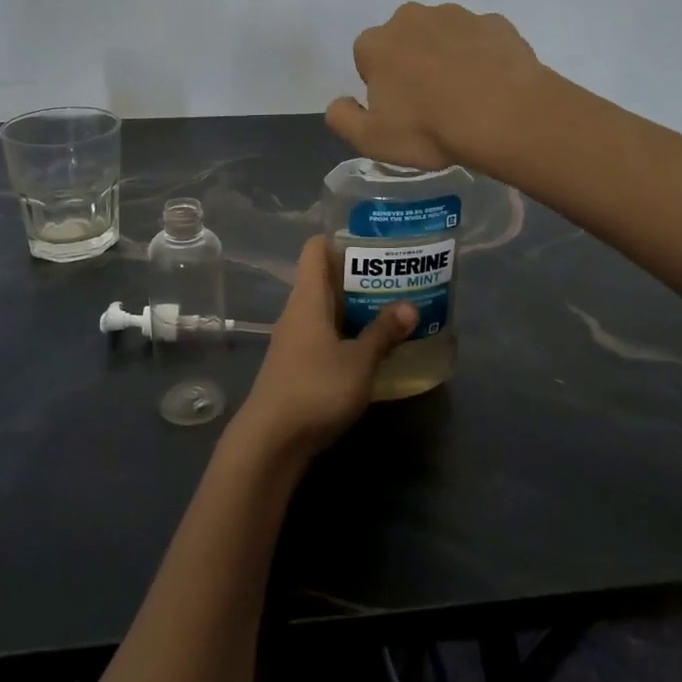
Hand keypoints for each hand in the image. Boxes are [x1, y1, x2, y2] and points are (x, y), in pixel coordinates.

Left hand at [233, 239, 416, 460]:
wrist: (271, 441)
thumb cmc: (315, 389)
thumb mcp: (359, 361)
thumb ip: (383, 333)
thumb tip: (410, 305)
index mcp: (307, 298)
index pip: (316, 250)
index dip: (342, 240)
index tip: (375, 245)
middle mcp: (297, 313)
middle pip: (326, 280)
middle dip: (361, 278)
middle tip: (398, 279)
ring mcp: (295, 341)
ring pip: (327, 311)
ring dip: (356, 310)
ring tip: (394, 311)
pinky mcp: (297, 366)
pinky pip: (325, 337)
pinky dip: (348, 336)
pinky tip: (373, 349)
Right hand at [325, 2, 547, 171]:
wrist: (504, 115)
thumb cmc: (430, 129)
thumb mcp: (372, 140)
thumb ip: (343, 118)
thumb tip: (339, 102)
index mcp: (376, 44)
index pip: (366, 58)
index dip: (380, 85)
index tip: (399, 110)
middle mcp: (411, 18)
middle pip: (403, 40)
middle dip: (411, 62)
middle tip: (431, 101)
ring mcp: (457, 15)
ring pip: (442, 35)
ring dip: (446, 56)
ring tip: (464, 94)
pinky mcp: (494, 22)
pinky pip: (479, 38)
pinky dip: (481, 55)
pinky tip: (491, 84)